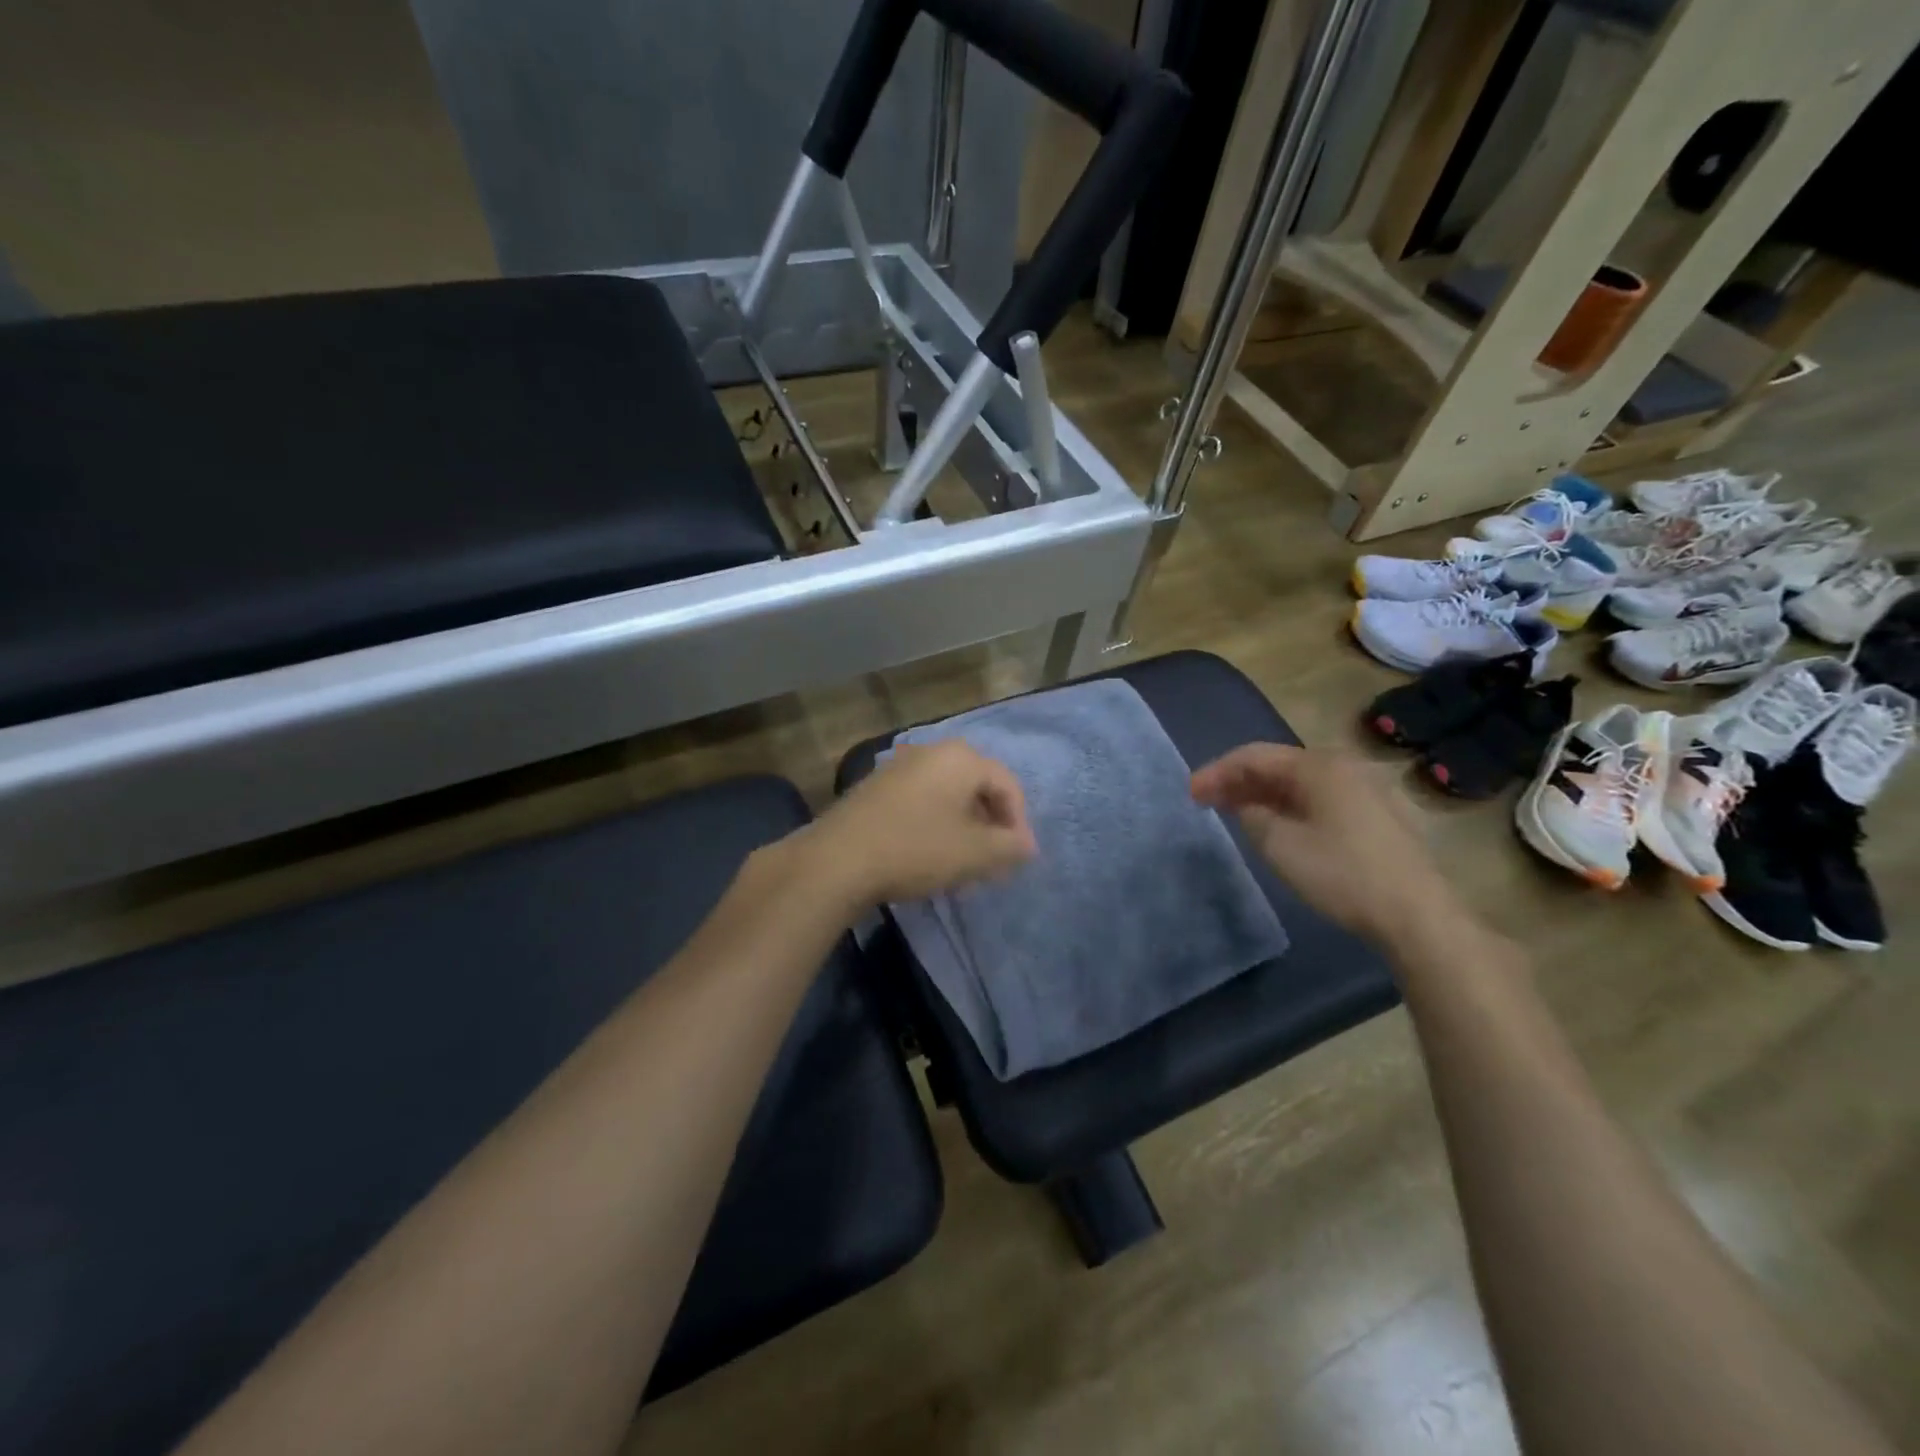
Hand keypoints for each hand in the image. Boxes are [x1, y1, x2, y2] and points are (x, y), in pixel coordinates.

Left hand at [812, 741, 1037, 906]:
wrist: (837, 859)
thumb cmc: (916, 849)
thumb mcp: (974, 854)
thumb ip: (1010, 847)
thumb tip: (1026, 845)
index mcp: (961, 758)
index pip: (1008, 785)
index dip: (1019, 823)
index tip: (1017, 859)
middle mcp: (931, 752)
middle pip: (977, 787)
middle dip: (991, 825)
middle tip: (994, 861)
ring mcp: (899, 767)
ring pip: (948, 796)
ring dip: (963, 827)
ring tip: (964, 864)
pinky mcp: (876, 787)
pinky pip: (921, 801)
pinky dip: (935, 825)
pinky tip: (929, 856)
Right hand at [1191, 744, 1459, 949]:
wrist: (1416, 914)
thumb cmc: (1342, 874)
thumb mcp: (1280, 845)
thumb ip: (1252, 816)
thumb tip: (1248, 807)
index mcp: (1318, 766)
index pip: (1254, 755)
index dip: (1216, 772)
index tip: (1190, 794)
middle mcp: (1343, 767)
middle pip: (1278, 764)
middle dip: (1238, 781)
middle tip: (1207, 801)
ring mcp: (1364, 789)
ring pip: (1300, 782)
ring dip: (1263, 794)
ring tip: (1235, 812)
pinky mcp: (1376, 814)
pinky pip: (1319, 798)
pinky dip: (1289, 806)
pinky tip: (1277, 825)